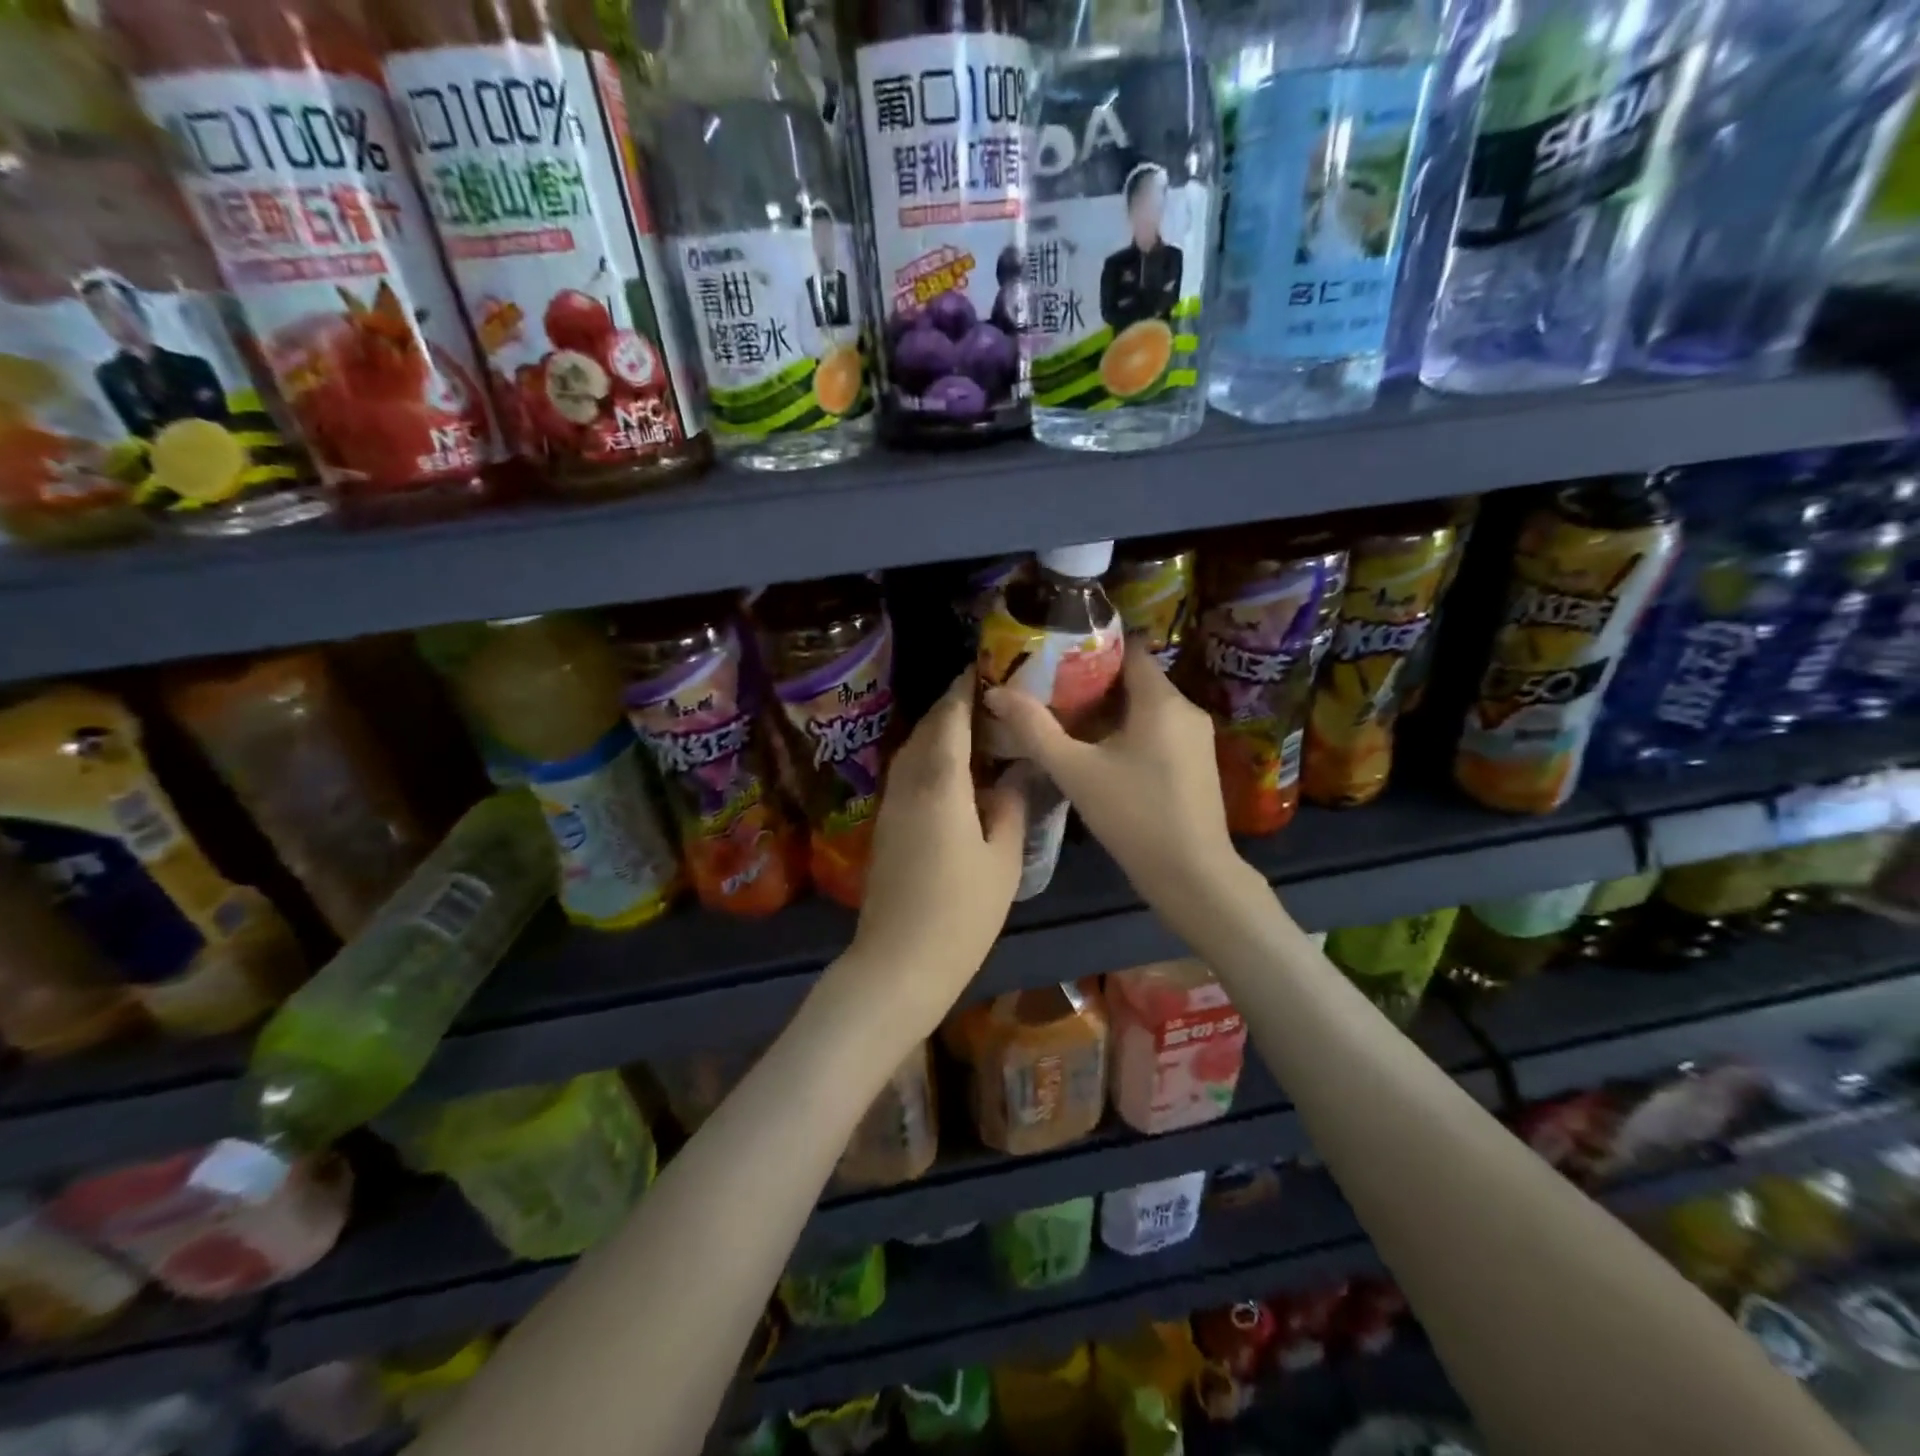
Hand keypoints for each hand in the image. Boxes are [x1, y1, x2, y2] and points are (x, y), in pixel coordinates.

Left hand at [833, 669, 1026, 1034]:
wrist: (899, 963)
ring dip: (940, 733)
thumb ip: (1011, 809)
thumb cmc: (961, 912)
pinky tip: (955, 772)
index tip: (986, 668)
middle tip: (991, 699)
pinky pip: (908, 775)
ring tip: (977, 730)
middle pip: (927, 729)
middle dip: (954, 707)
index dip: (965, 689)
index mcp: (940, 783)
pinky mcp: (886, 826)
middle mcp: (908, 783)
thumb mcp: (1003, 860)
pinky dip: (930, 759)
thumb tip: (1013, 778)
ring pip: (913, 751)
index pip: (950, 718)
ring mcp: (891, 805)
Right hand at [983, 644, 1242, 932]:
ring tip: (1065, 719)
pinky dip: (1128, 731)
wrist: (1193, 876)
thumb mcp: (1075, 771)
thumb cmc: (1134, 816)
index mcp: (1161, 700)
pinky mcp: (1197, 763)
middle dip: (1092, 681)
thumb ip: (1034, 729)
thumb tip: (996, 693)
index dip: (1091, 646)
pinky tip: (1098, 752)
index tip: (1054, 655)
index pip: (1128, 649)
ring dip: (1108, 710)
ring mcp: (1196, 738)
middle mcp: (1186, 709)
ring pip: (1146, 707)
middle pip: (1135, 678)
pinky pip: (1157, 730)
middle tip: (1049, 690)